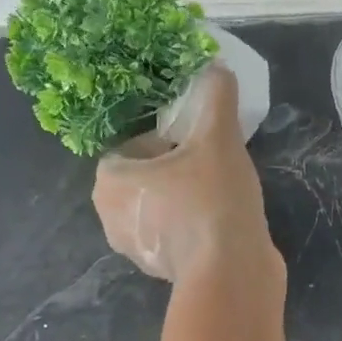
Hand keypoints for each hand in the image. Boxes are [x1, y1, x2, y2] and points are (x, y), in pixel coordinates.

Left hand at [92, 64, 279, 284]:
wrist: (231, 273)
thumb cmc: (211, 200)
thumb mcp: (218, 138)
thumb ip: (216, 98)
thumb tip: (217, 68)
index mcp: (110, 182)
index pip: (133, 146)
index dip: (167, 139)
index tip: (198, 143)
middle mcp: (112, 218)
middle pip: (146, 177)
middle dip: (176, 168)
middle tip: (211, 165)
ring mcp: (136, 250)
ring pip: (161, 206)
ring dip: (185, 197)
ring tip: (221, 192)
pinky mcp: (163, 271)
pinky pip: (175, 234)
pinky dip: (193, 225)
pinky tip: (223, 221)